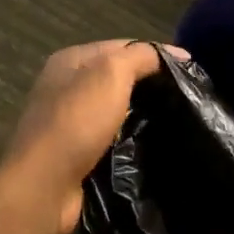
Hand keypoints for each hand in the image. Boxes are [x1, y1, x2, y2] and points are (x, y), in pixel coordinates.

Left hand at [0, 40, 181, 233]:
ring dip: (140, 114)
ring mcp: (67, 122)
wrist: (44, 186)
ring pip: (115, 109)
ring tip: (176, 122)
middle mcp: (65, 86)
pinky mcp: (73, 153)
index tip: (190, 71)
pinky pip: (110, 138)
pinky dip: (129, 139)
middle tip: (186, 98)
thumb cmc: (77, 121)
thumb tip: (178, 53)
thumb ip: (142, 56)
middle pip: (117, 77)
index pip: (121, 46)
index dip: (155, 54)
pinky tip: (151, 146)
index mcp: (70, 60)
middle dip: (149, 85)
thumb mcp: (112, 74)